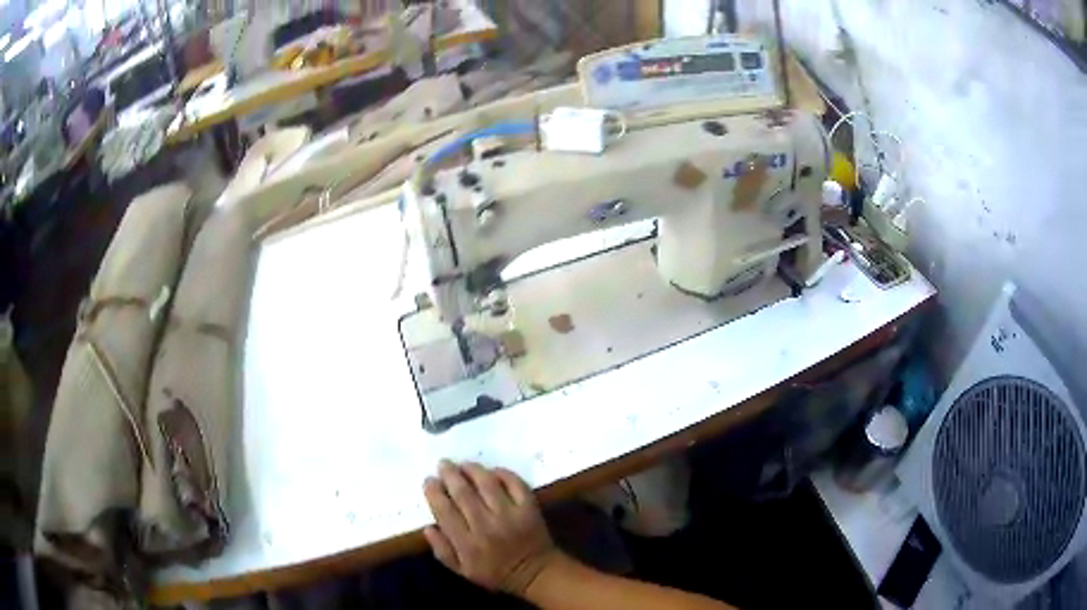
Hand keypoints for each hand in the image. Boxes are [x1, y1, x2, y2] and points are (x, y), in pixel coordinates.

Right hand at [423, 460, 559, 594]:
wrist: (535, 573)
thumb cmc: (495, 573)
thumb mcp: (462, 570)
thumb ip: (442, 550)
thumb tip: (427, 526)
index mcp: (467, 544)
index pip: (444, 511)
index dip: (434, 492)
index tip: (429, 480)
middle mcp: (486, 527)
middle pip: (463, 493)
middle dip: (450, 475)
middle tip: (443, 464)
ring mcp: (510, 515)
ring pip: (487, 484)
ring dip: (473, 470)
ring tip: (464, 464)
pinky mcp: (529, 508)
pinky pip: (515, 484)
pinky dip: (503, 473)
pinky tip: (492, 471)